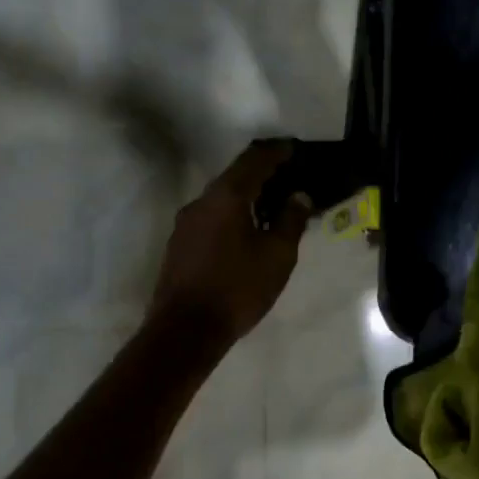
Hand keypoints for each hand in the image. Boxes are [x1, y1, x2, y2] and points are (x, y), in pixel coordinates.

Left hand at [148, 142, 313, 349]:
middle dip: (261, 174)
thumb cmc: (237, 288)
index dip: (277, 152)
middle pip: (235, 176)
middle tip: (287, 179)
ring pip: (221, 199)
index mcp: (226, 196)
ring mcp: (185, 223)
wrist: (185, 329)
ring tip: (270, 208)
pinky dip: (231, 215)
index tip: (294, 149)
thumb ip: (290, 220)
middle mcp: (201, 201)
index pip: (254, 160)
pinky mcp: (179, 244)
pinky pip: (211, 218)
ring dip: (246, 198)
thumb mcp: (277, 256)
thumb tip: (298, 196)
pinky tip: (245, 232)